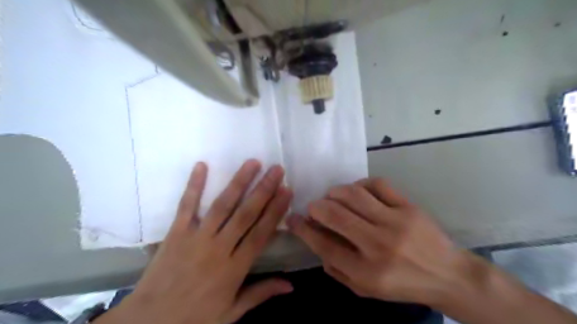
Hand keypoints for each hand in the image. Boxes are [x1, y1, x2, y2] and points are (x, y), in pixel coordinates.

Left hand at [97, 161, 292, 323]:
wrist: (148, 323)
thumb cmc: (194, 318)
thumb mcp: (232, 312)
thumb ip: (261, 293)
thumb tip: (291, 286)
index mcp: (234, 268)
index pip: (261, 233)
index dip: (276, 211)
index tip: (287, 191)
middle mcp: (218, 248)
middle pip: (246, 214)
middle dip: (264, 190)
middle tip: (277, 170)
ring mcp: (196, 238)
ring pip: (222, 206)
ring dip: (238, 182)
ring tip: (252, 163)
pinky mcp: (176, 233)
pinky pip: (186, 206)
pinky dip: (194, 186)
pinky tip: (202, 166)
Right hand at [287, 178, 460, 303]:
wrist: (447, 275)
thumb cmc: (403, 285)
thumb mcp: (366, 289)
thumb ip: (337, 269)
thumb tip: (316, 243)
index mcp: (367, 271)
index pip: (325, 246)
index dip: (303, 230)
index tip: (292, 219)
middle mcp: (378, 245)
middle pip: (335, 216)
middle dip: (316, 207)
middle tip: (313, 207)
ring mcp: (395, 222)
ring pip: (354, 195)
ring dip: (335, 192)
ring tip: (332, 197)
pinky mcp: (408, 206)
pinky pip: (378, 185)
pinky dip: (360, 184)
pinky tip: (357, 191)